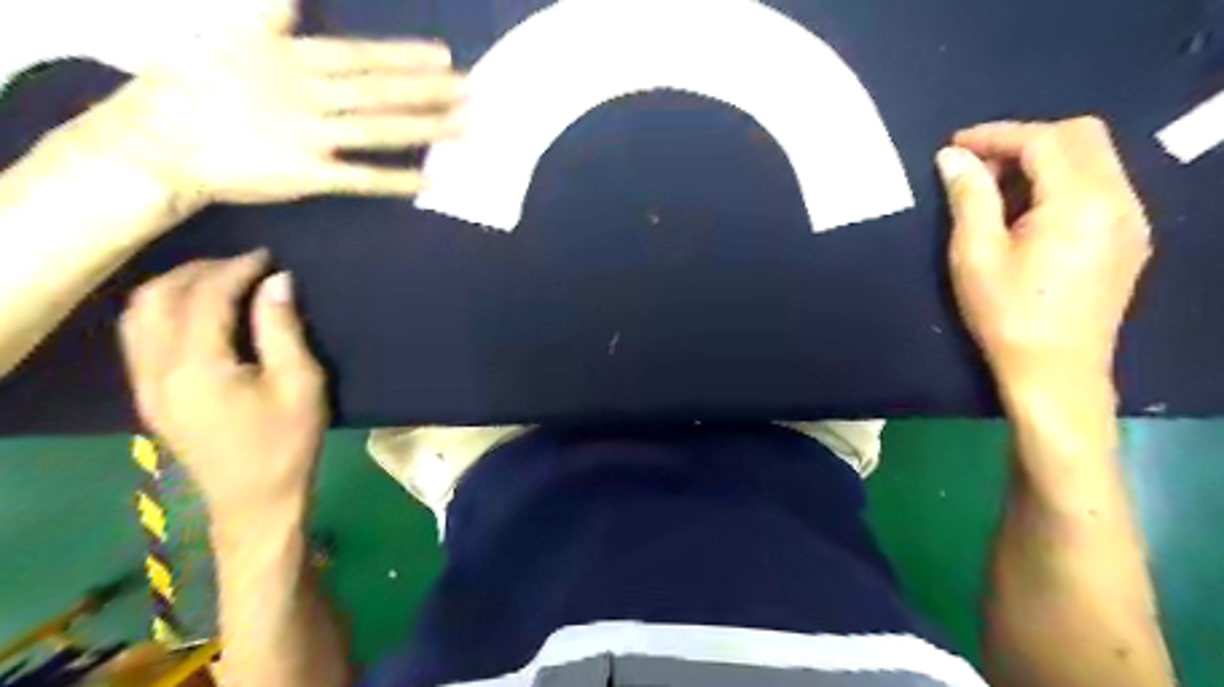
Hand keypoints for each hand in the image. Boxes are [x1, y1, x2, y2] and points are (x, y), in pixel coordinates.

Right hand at [53, 0, 463, 210]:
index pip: (362, 56)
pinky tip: (432, 182)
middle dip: (430, 91)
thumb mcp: (230, 32)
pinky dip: (399, 181)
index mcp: (291, 59)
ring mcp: (311, 136)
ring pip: (380, 130)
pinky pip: (363, 178)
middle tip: (473, 92)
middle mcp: (309, 95)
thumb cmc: (190, 84)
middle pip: (381, 92)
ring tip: (464, 128)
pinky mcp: (309, 174)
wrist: (157, 141)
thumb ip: (272, 13)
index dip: (405, 57)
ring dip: (426, 129)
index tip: (444, 58)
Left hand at [118, 254, 328, 520]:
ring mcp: (145, 383)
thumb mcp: (301, 383)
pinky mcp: (148, 394)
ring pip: (138, 313)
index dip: (236, 269)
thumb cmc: (287, 441)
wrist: (255, 499)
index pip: (205, 296)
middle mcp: (157, 369)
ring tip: (220, 280)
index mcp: (197, 366)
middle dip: (201, 270)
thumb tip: (277, 281)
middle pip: (159, 297)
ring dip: (175, 286)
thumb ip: (283, 329)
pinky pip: (139, 334)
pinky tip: (196, 311)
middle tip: (245, 265)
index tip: (267, 257)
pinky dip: (163, 308)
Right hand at [941, 118, 1153, 390]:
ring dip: (1043, 159)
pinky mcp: (1130, 238)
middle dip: (1024, 139)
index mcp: (1080, 202)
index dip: (996, 135)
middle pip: (1081, 136)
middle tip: (976, 165)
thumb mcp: (975, 255)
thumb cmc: (1007, 315)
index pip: (1044, 140)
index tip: (955, 145)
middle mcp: (1120, 199)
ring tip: (996, 188)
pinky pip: (1101, 186)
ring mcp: (1132, 219)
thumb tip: (952, 157)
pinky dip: (1062, 181)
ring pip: (1095, 158)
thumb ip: (969, 198)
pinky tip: (1028, 211)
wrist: (1055, 371)